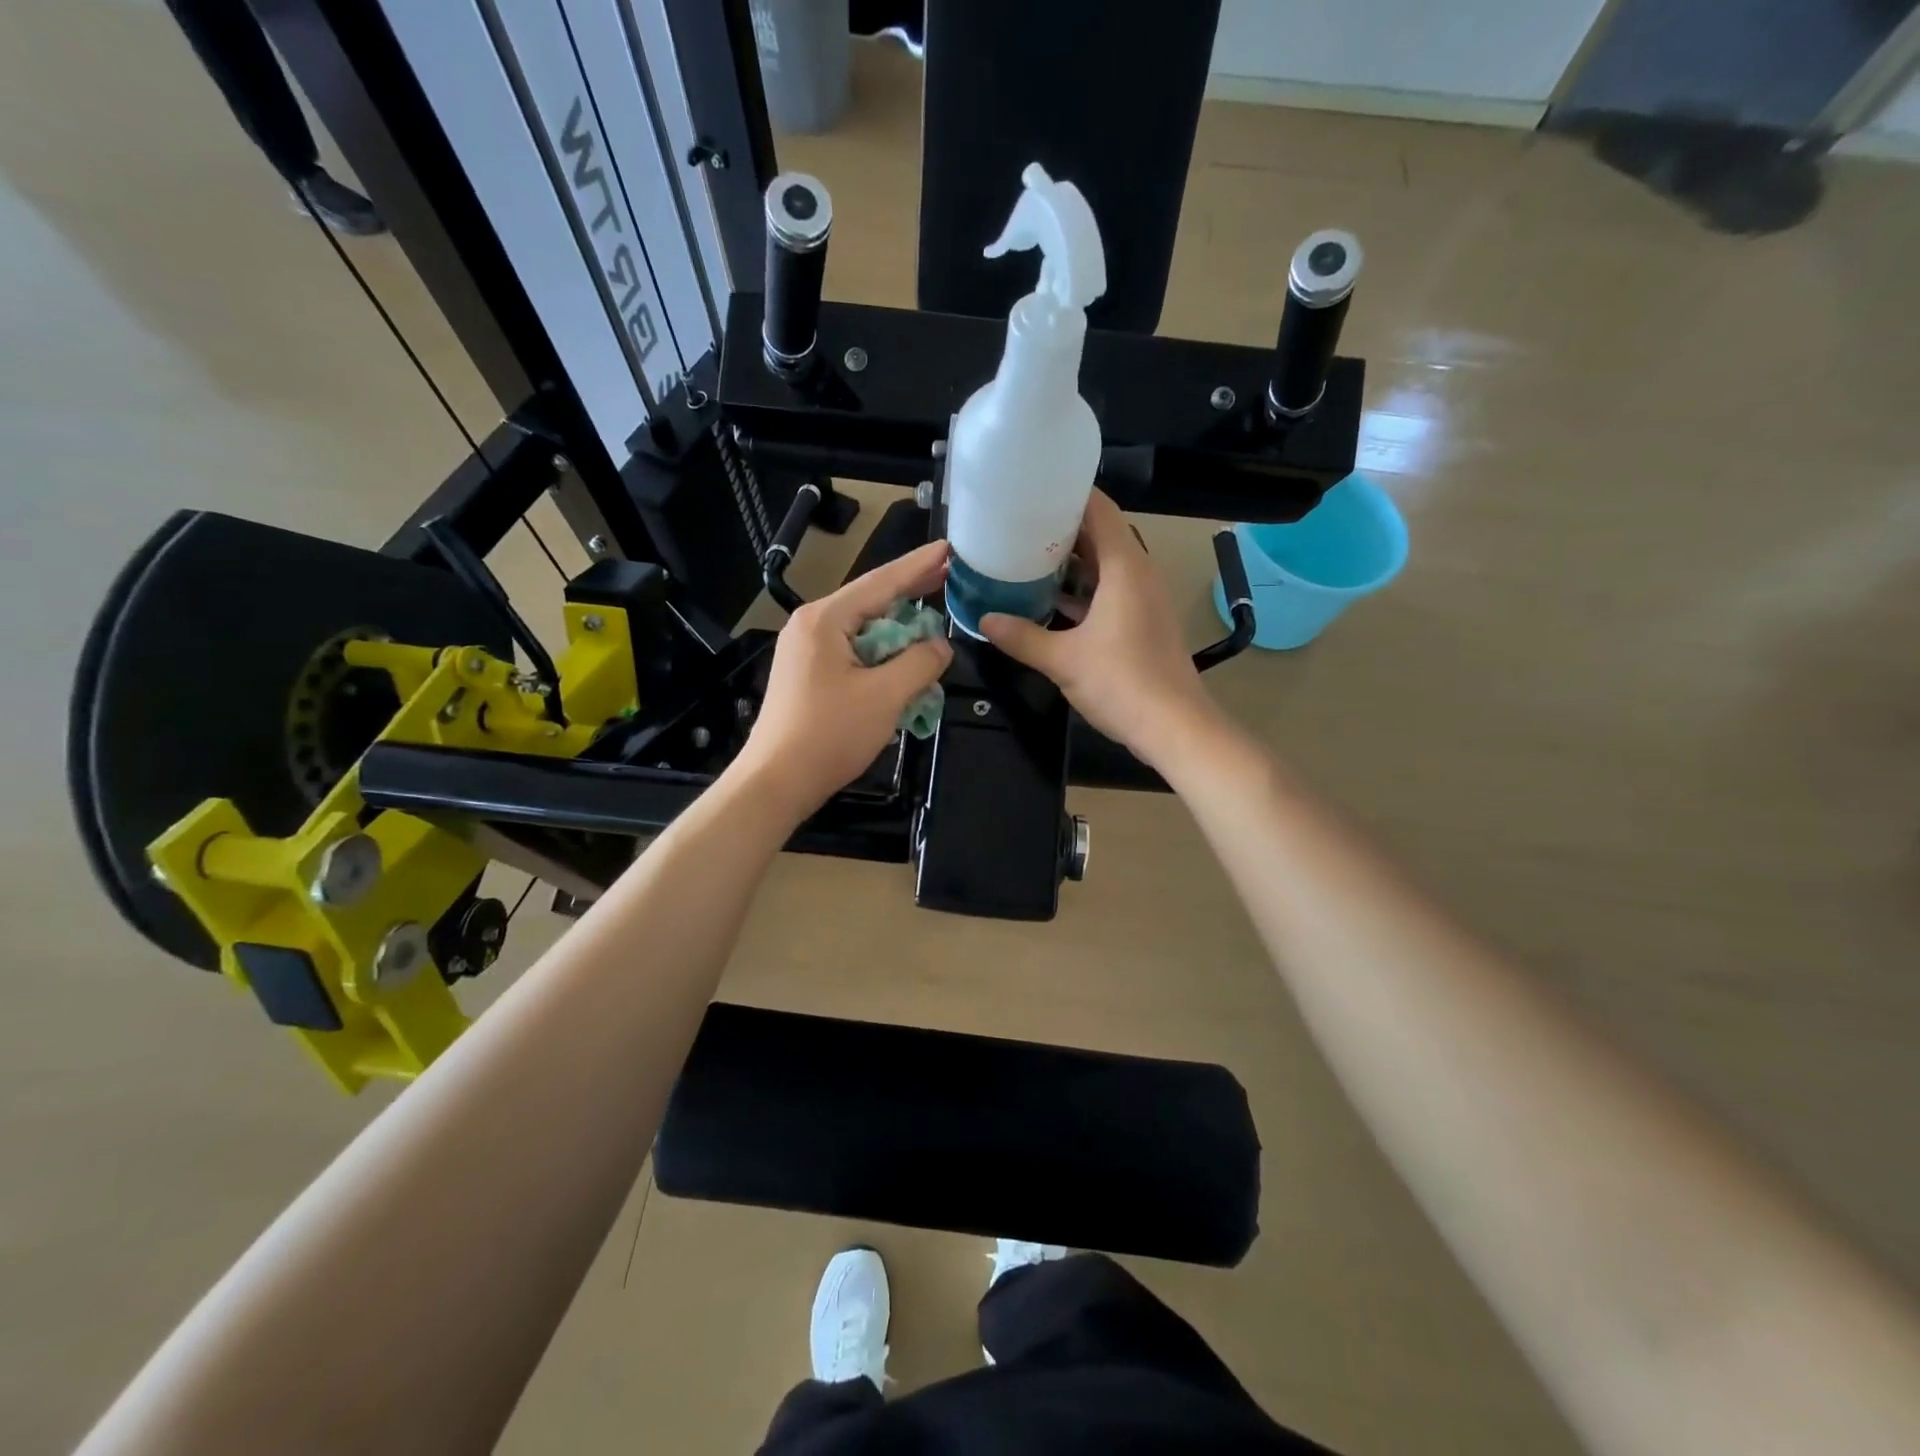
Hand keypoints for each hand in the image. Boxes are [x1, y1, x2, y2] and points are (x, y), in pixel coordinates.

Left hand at [735, 539, 953, 817]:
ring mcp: (806, 651)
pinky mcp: (808, 675)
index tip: (949, 549)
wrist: (777, 781)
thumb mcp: (885, 696)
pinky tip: (904, 663)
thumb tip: (941, 645)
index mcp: (825, 619)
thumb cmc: (830, 735)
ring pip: (863, 631)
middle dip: (911, 594)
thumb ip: (920, 662)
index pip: (881, 582)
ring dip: (899, 632)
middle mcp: (811, 626)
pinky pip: (853, 654)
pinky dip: (882, 656)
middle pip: (870, 602)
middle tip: (949, 576)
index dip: (919, 566)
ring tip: (933, 623)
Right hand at [982, 490, 1214, 769]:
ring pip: (1104, 566)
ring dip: (1070, 562)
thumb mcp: (1063, 660)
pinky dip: (1082, 590)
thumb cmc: (1122, 684)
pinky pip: (1109, 591)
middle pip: (1101, 534)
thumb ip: (1021, 637)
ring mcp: (1143, 599)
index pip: (1099, 509)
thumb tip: (984, 621)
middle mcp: (1138, 574)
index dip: (1066, 494)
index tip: (1030, 491)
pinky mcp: (1143, 622)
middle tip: (1017, 526)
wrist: (1174, 727)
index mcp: (1124, 567)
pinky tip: (1049, 601)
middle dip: (1060, 529)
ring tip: (1026, 558)